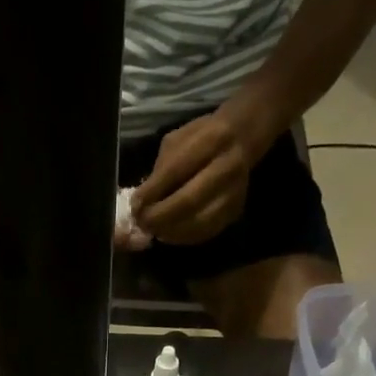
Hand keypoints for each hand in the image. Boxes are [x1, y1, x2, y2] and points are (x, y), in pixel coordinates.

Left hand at [131, 110, 264, 245]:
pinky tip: (169, 234)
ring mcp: (234, 193)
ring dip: (170, 231)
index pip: (176, 170)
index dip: (152, 192)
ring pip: (198, 222)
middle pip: (189, 201)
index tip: (135, 206)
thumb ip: (161, 169)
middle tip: (142, 223)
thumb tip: (142, 203)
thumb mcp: (178, 140)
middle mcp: (227, 167)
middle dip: (160, 216)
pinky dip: (183, 237)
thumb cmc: (202, 138)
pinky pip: (205, 232)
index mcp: (212, 139)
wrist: (240, 140)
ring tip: (154, 230)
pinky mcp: (235, 212)